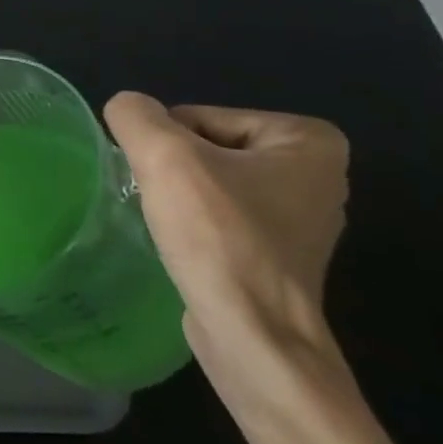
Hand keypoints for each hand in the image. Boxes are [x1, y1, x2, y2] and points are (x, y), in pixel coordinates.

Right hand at [103, 93, 350, 408]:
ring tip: (172, 227)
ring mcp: (302, 217)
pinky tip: (186, 248)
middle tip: (164, 205)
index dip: (167, 146)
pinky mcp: (280, 254)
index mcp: (308, 139)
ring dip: (180, 198)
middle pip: (207, 148)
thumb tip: (125, 109)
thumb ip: (135, 115)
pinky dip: (196, 226)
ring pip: (210, 183)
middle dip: (175, 171)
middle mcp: (317, 173)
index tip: (164, 183)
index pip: (200, 117)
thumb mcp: (164, 156)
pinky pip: (221, 217)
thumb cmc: (219, 237)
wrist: (252, 334)